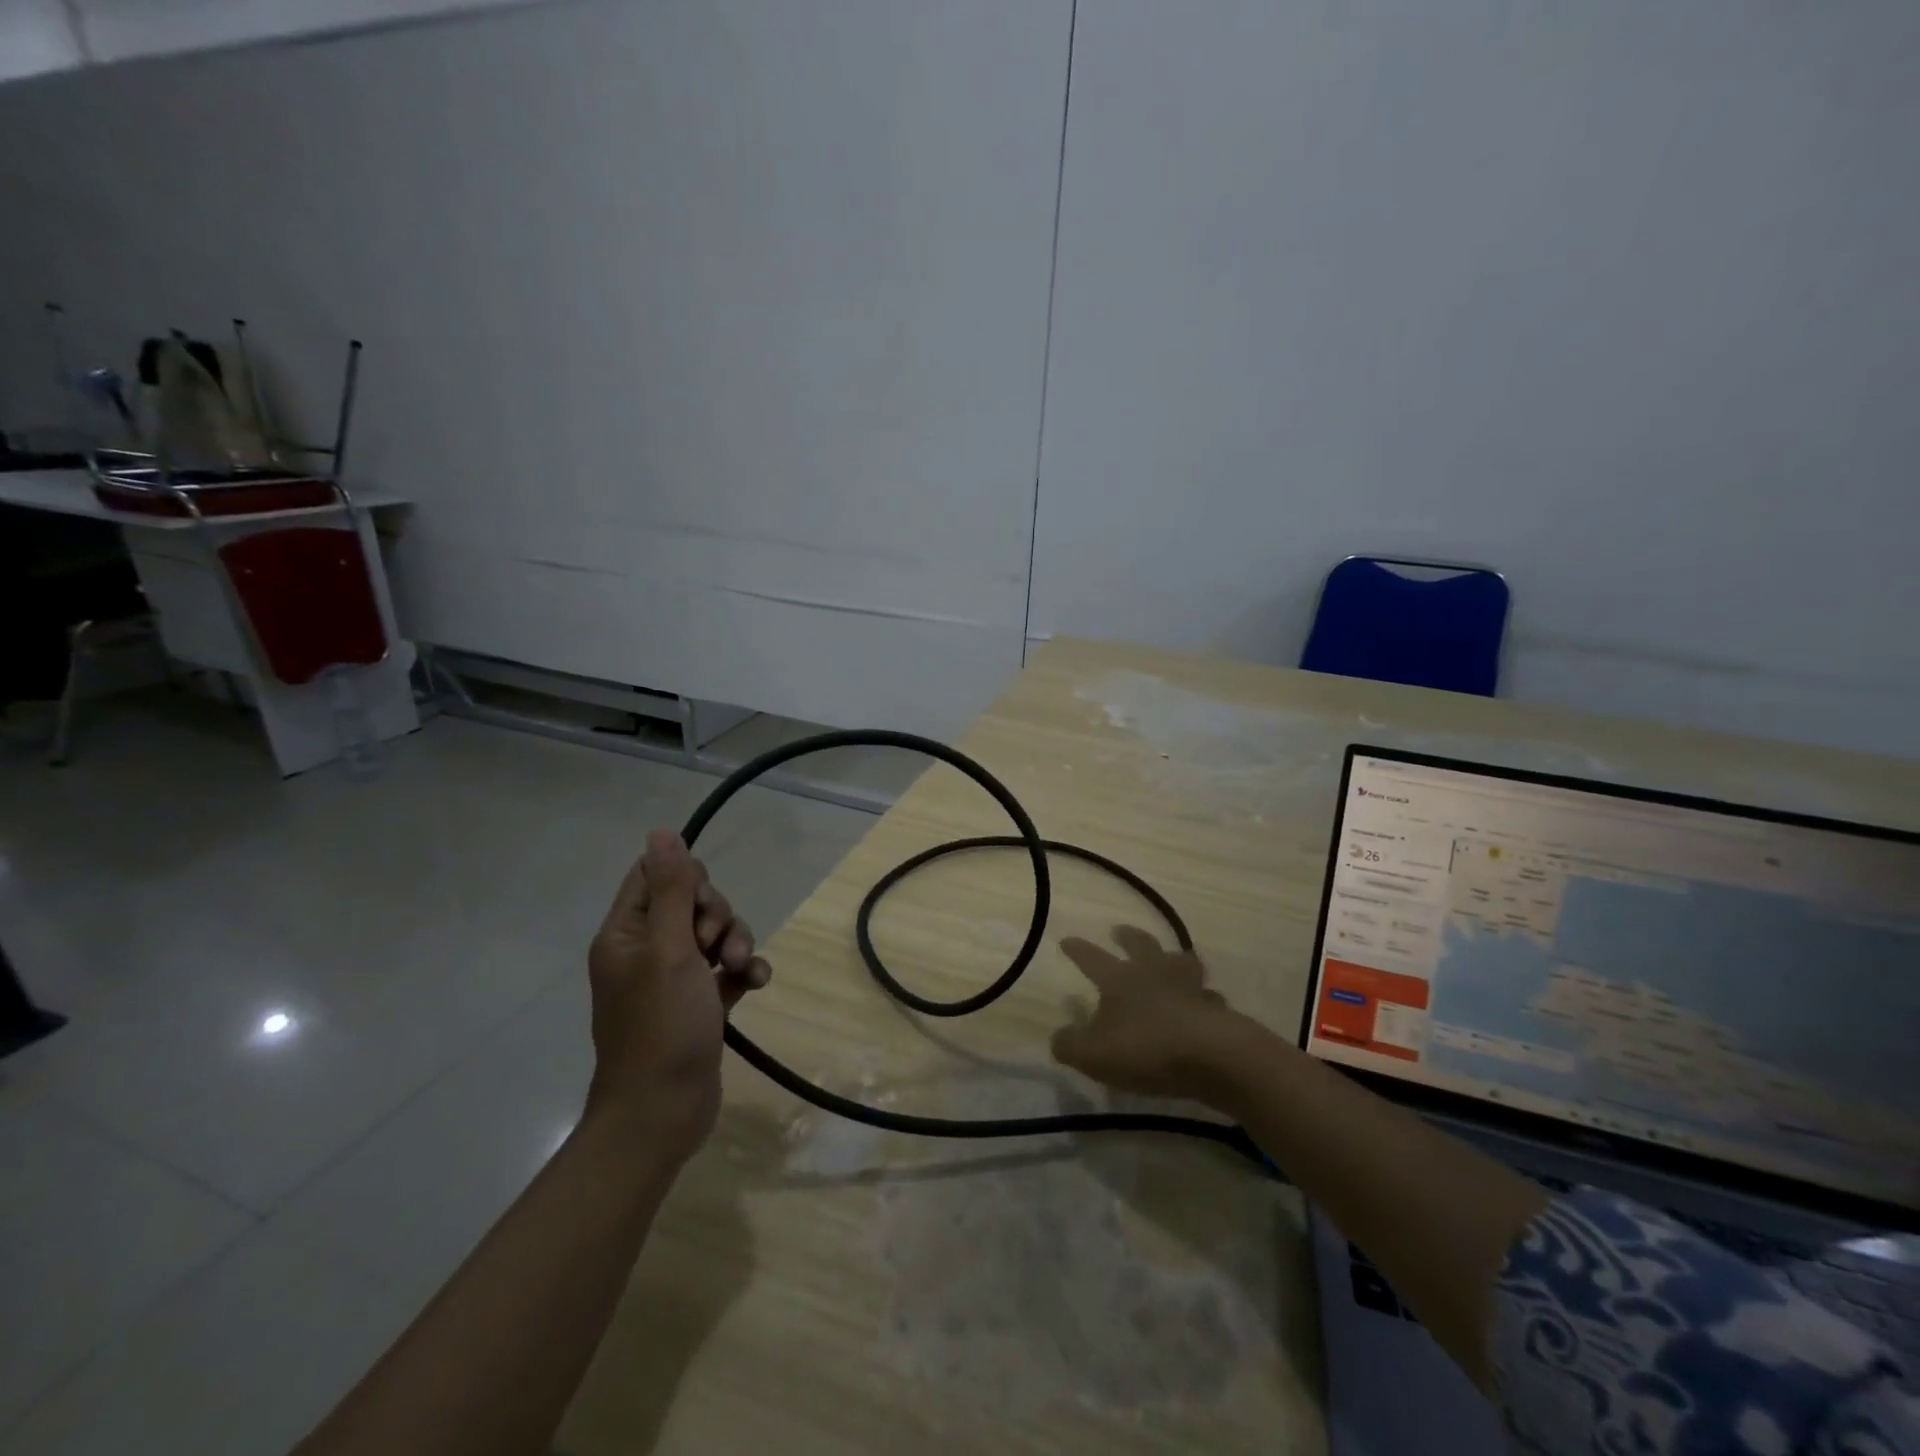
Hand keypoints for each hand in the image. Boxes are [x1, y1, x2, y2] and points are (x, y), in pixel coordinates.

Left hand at [584, 830, 771, 1157]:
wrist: (662, 1112)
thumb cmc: (661, 1026)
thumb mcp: (670, 949)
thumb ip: (672, 890)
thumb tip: (661, 832)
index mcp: (626, 933)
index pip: (654, 876)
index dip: (686, 878)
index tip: (701, 903)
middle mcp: (645, 950)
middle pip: (691, 903)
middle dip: (717, 916)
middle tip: (717, 945)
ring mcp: (672, 979)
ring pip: (713, 935)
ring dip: (736, 943)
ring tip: (741, 967)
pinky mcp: (698, 1003)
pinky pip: (726, 970)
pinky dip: (743, 971)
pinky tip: (757, 984)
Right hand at [1050, 926, 1242, 1103]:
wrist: (1214, 1057)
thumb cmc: (1146, 1048)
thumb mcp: (1094, 1055)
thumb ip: (1070, 1045)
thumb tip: (1058, 1037)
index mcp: (1119, 979)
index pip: (1092, 958)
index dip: (1078, 949)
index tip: (1066, 940)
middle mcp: (1153, 973)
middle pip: (1141, 944)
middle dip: (1128, 936)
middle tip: (1120, 931)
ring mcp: (1189, 987)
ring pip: (1180, 961)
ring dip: (1172, 958)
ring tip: (1169, 960)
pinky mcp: (1216, 1008)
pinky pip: (1207, 996)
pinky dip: (1201, 998)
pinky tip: (1200, 1005)